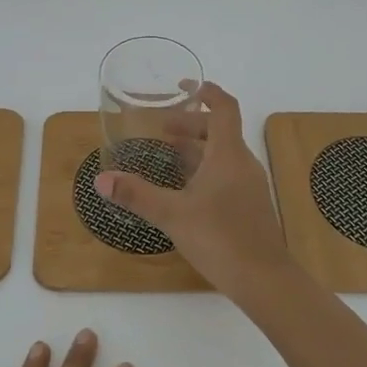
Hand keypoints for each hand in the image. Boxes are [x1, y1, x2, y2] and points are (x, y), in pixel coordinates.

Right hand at [94, 82, 292, 301]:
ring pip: (223, 154)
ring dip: (197, 148)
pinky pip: (227, 173)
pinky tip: (186, 189)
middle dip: (191, 124)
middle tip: (162, 129)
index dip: (207, 91)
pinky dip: (205, 169)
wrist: (264, 280)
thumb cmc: (220, 238)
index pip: (224, 108)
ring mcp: (250, 186)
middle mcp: (243, 163)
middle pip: (220, 130)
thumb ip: (137, 195)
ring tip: (169, 154)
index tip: (185, 86)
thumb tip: (101, 179)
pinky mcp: (250, 206)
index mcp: (228, 154)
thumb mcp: (172, 214)